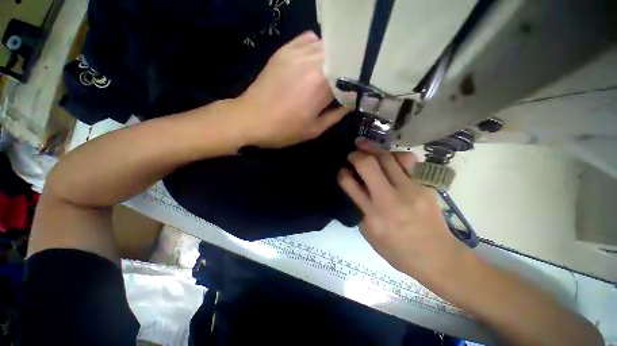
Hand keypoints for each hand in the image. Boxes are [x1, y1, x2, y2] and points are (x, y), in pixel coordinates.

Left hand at [235, 31, 348, 147]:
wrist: (250, 119)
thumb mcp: (315, 129)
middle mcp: (312, 61)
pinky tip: (316, 62)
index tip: (359, 90)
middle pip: (342, 54)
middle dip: (349, 67)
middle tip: (349, 81)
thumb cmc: (284, 130)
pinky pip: (309, 39)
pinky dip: (318, 48)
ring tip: (334, 72)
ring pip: (327, 45)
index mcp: (321, 84)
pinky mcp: (285, 49)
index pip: (351, 73)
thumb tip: (351, 103)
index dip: (358, 81)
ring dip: (335, 57)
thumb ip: (337, 115)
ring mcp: (296, 51)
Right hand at [338, 138, 471, 280]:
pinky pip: (408, 162)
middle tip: (352, 153)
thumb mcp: (370, 234)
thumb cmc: (398, 251)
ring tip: (365, 144)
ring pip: (388, 158)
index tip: (343, 171)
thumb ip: (362, 209)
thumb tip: (360, 190)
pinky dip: (394, 156)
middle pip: (368, 165)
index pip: (350, 184)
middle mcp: (389, 198)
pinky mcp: (424, 185)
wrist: (437, 257)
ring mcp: (410, 189)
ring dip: (373, 148)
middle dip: (356, 155)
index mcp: (373, 214)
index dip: (343, 174)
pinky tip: (389, 156)